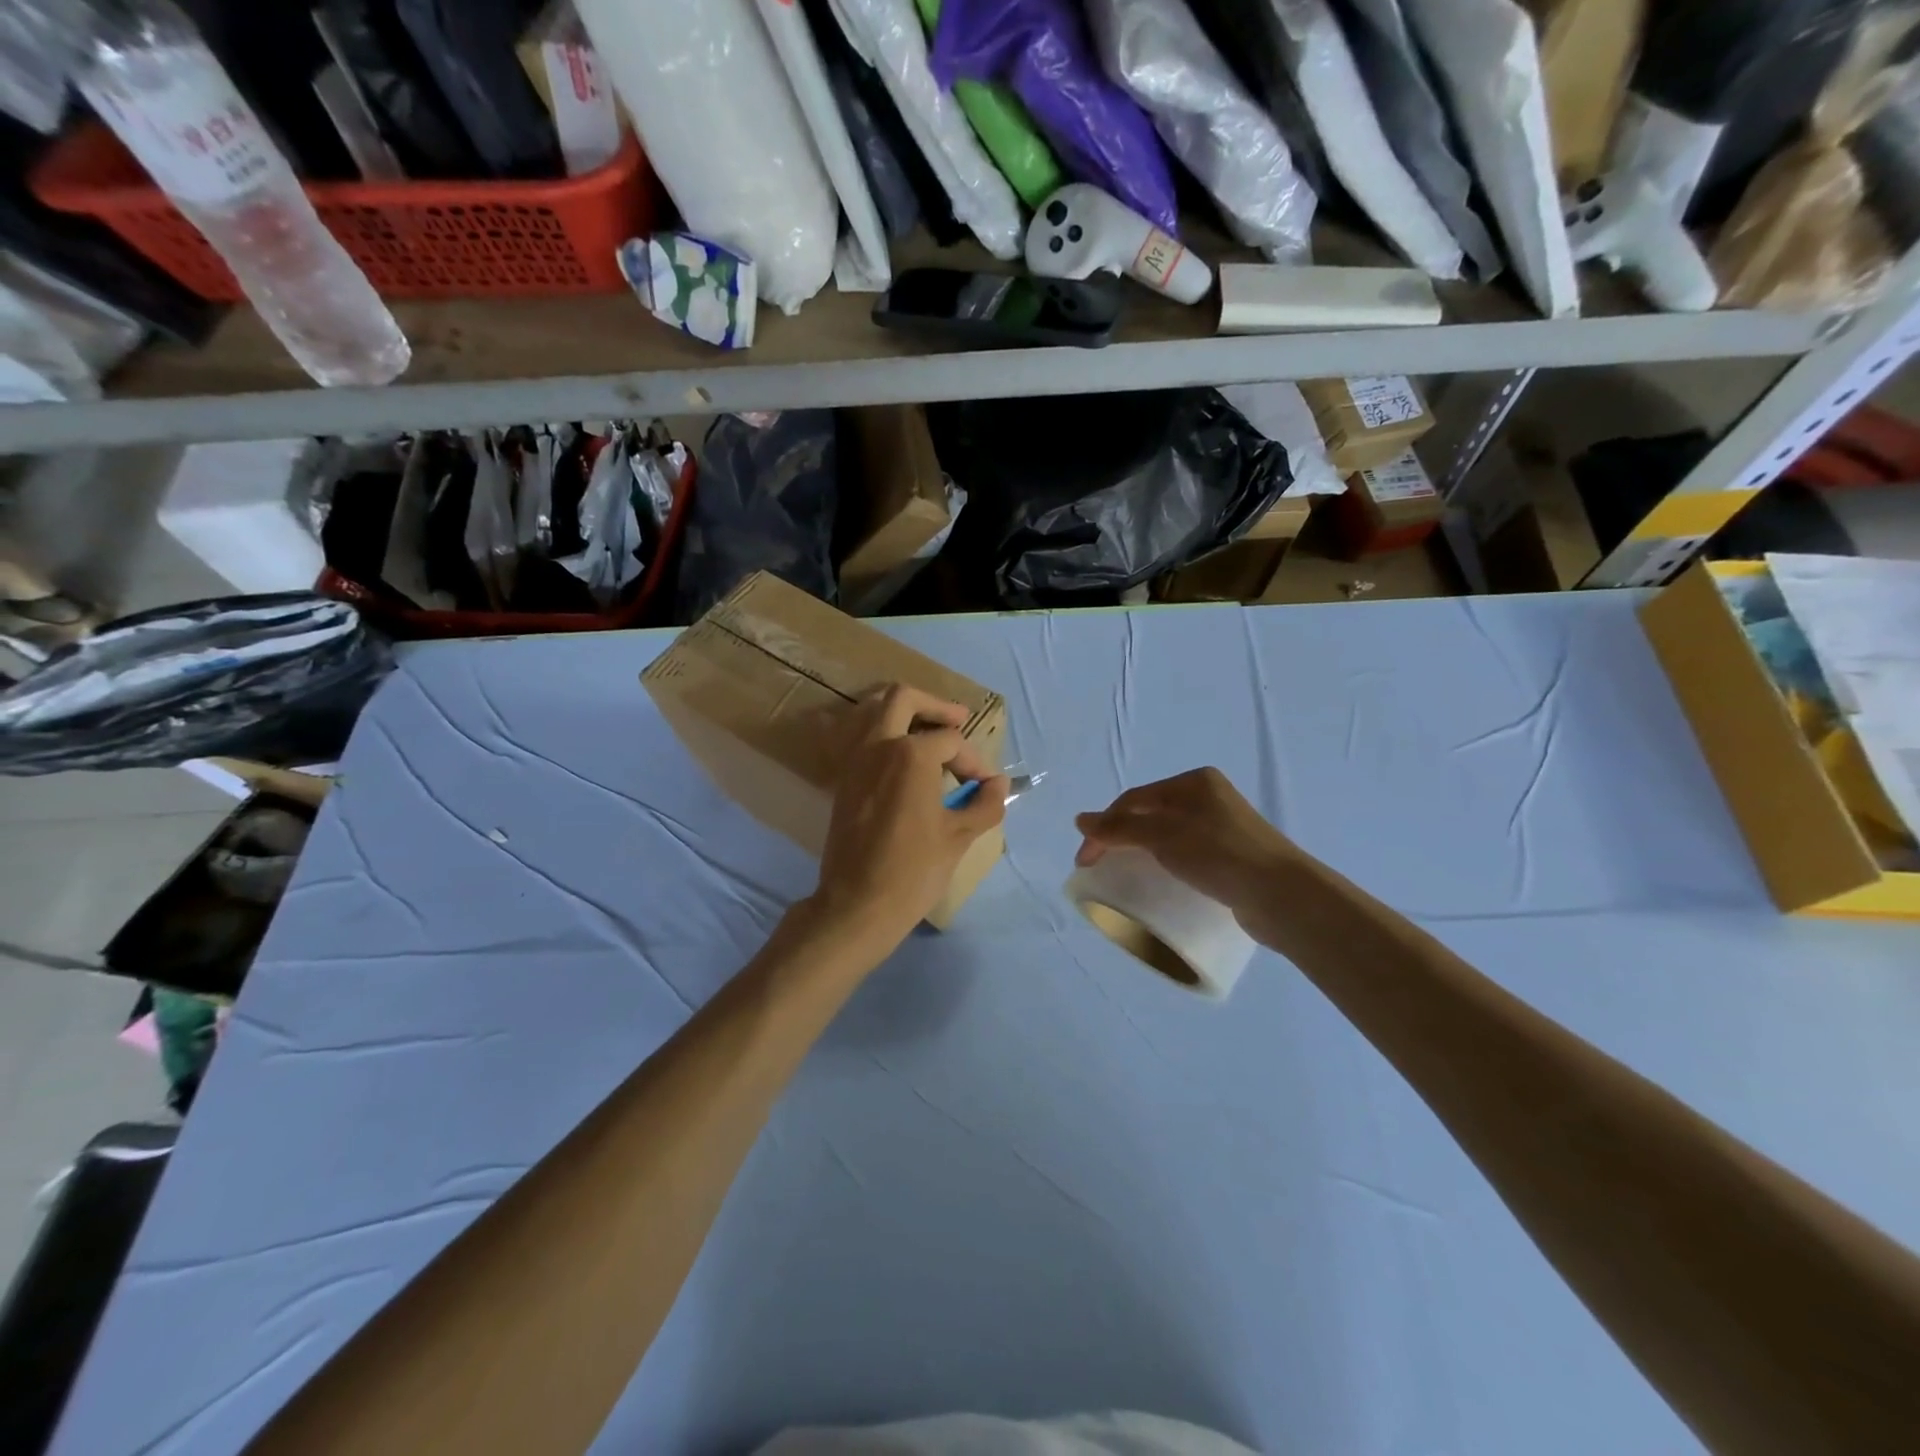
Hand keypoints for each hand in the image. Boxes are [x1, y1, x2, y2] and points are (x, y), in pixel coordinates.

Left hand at [804, 686, 1007, 964]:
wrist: (857, 904)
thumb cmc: (913, 870)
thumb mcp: (960, 836)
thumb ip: (985, 804)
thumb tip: (999, 784)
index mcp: (910, 754)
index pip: (951, 741)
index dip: (975, 761)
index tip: (986, 787)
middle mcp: (878, 745)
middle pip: (903, 699)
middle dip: (935, 705)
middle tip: (959, 719)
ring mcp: (854, 761)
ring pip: (873, 712)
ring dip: (904, 714)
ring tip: (928, 731)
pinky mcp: (842, 780)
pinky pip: (859, 739)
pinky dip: (881, 735)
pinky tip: (901, 758)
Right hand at [1075, 768, 1296, 916]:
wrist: (1282, 895)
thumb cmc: (1219, 854)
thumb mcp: (1163, 836)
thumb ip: (1120, 828)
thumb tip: (1080, 820)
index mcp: (1193, 782)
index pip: (1134, 799)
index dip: (1103, 826)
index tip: (1085, 862)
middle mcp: (1208, 798)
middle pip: (1149, 814)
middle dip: (1119, 837)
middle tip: (1099, 866)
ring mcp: (1222, 827)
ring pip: (1166, 835)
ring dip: (1140, 851)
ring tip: (1122, 873)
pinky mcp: (1230, 855)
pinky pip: (1184, 853)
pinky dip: (1163, 863)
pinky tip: (1158, 878)